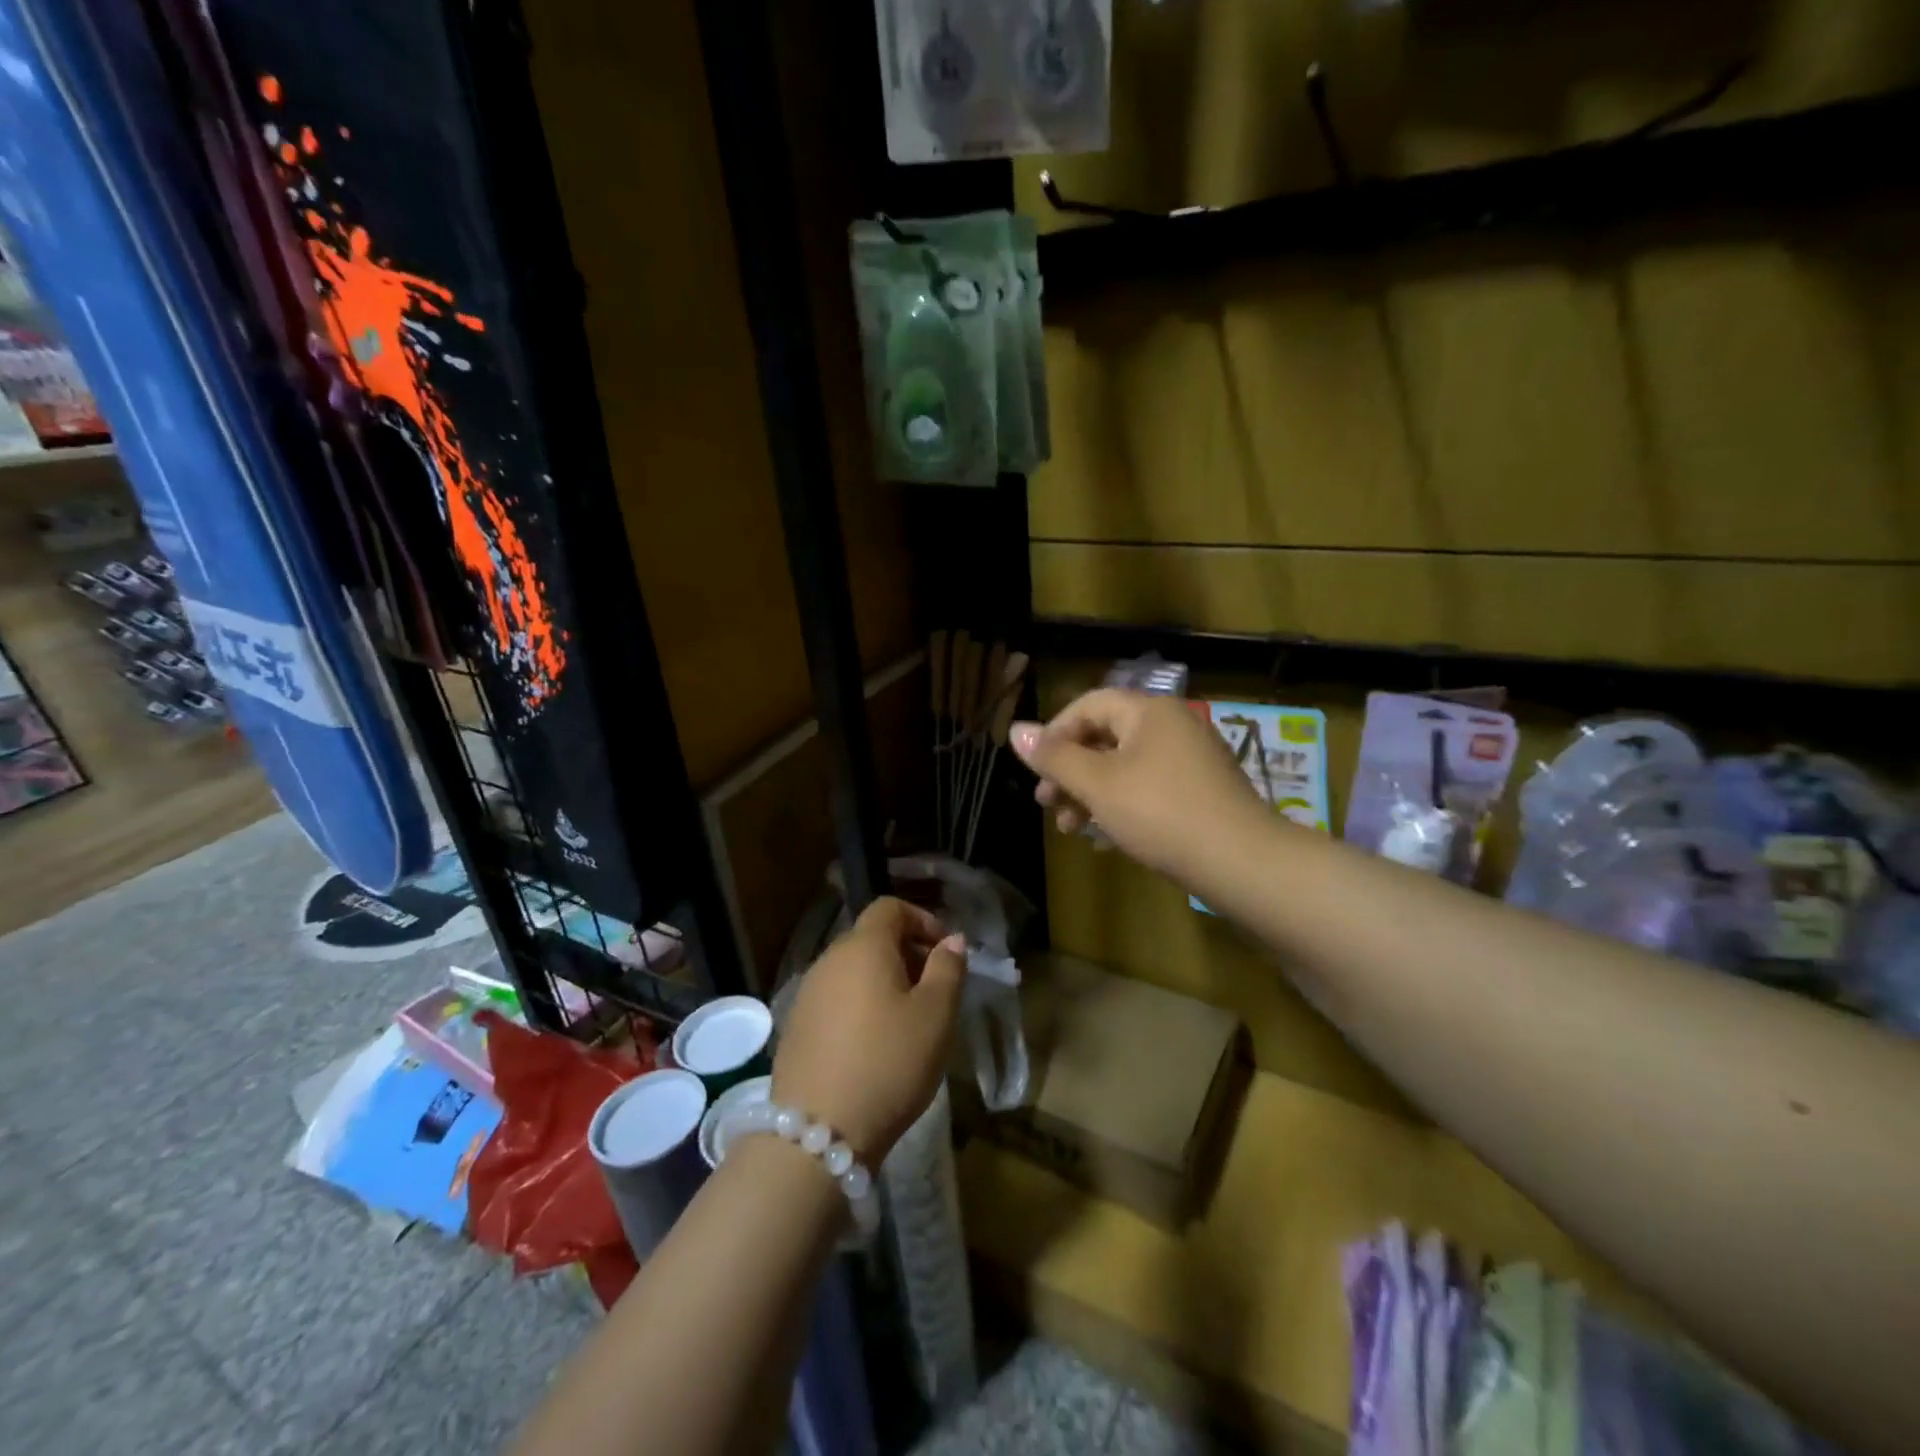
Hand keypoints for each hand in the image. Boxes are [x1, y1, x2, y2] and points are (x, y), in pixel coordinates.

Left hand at [772, 897, 965, 1166]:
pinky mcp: (795, 1028)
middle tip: (934, 990)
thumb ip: (948, 969)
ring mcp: (807, 994)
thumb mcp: (936, 1015)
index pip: (890, 908)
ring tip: (908, 1021)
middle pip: (870, 938)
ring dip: (883, 982)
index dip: (922, 920)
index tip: (945, 952)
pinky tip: (874, 1045)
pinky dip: (859, 1006)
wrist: (817, 1134)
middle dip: (906, 953)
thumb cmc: (889, 1063)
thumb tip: (952, 940)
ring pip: (852, 971)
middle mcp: (828, 960)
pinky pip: (835, 1000)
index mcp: (863, 947)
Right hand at [1010, 689, 1266, 882]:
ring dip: (1091, 793)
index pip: (1089, 704)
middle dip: (1070, 771)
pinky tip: (1105, 838)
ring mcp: (1191, 759)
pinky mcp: (1201, 791)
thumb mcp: (1098, 784)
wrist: (1241, 861)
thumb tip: (1016, 730)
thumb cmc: (1160, 813)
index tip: (1036, 769)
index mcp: (1149, 712)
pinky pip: (1149, 788)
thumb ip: (1055, 757)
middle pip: (1105, 737)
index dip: (1055, 733)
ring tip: (1069, 828)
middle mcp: (1173, 725)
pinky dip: (1121, 805)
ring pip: (1125, 767)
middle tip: (1046, 803)